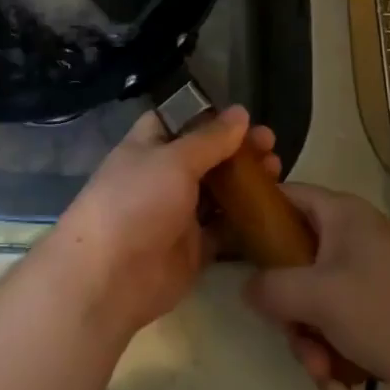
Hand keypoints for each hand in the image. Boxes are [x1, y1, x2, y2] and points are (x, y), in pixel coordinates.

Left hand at [38, 106, 279, 340]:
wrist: (111, 277)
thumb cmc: (136, 202)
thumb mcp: (173, 160)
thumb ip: (210, 139)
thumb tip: (240, 112)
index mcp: (148, 147)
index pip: (178, 120)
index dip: (207, 115)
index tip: (242, 114)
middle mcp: (163, 177)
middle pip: (205, 156)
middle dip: (237, 148)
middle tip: (270, 142)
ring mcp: (178, 214)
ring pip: (218, 192)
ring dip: (246, 181)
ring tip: (278, 169)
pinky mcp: (194, 248)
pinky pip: (224, 229)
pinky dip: (246, 220)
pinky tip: (273, 208)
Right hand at [243, 184, 389, 389]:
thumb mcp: (319, 296)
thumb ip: (271, 288)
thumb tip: (248, 288)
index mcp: (339, 215)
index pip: (283, 196)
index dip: (254, 215)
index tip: (230, 246)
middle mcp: (351, 238)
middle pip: (293, 261)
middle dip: (289, 312)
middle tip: (295, 339)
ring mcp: (367, 276)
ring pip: (314, 301)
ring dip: (310, 343)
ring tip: (325, 377)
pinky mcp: (381, 311)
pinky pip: (339, 325)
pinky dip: (334, 355)